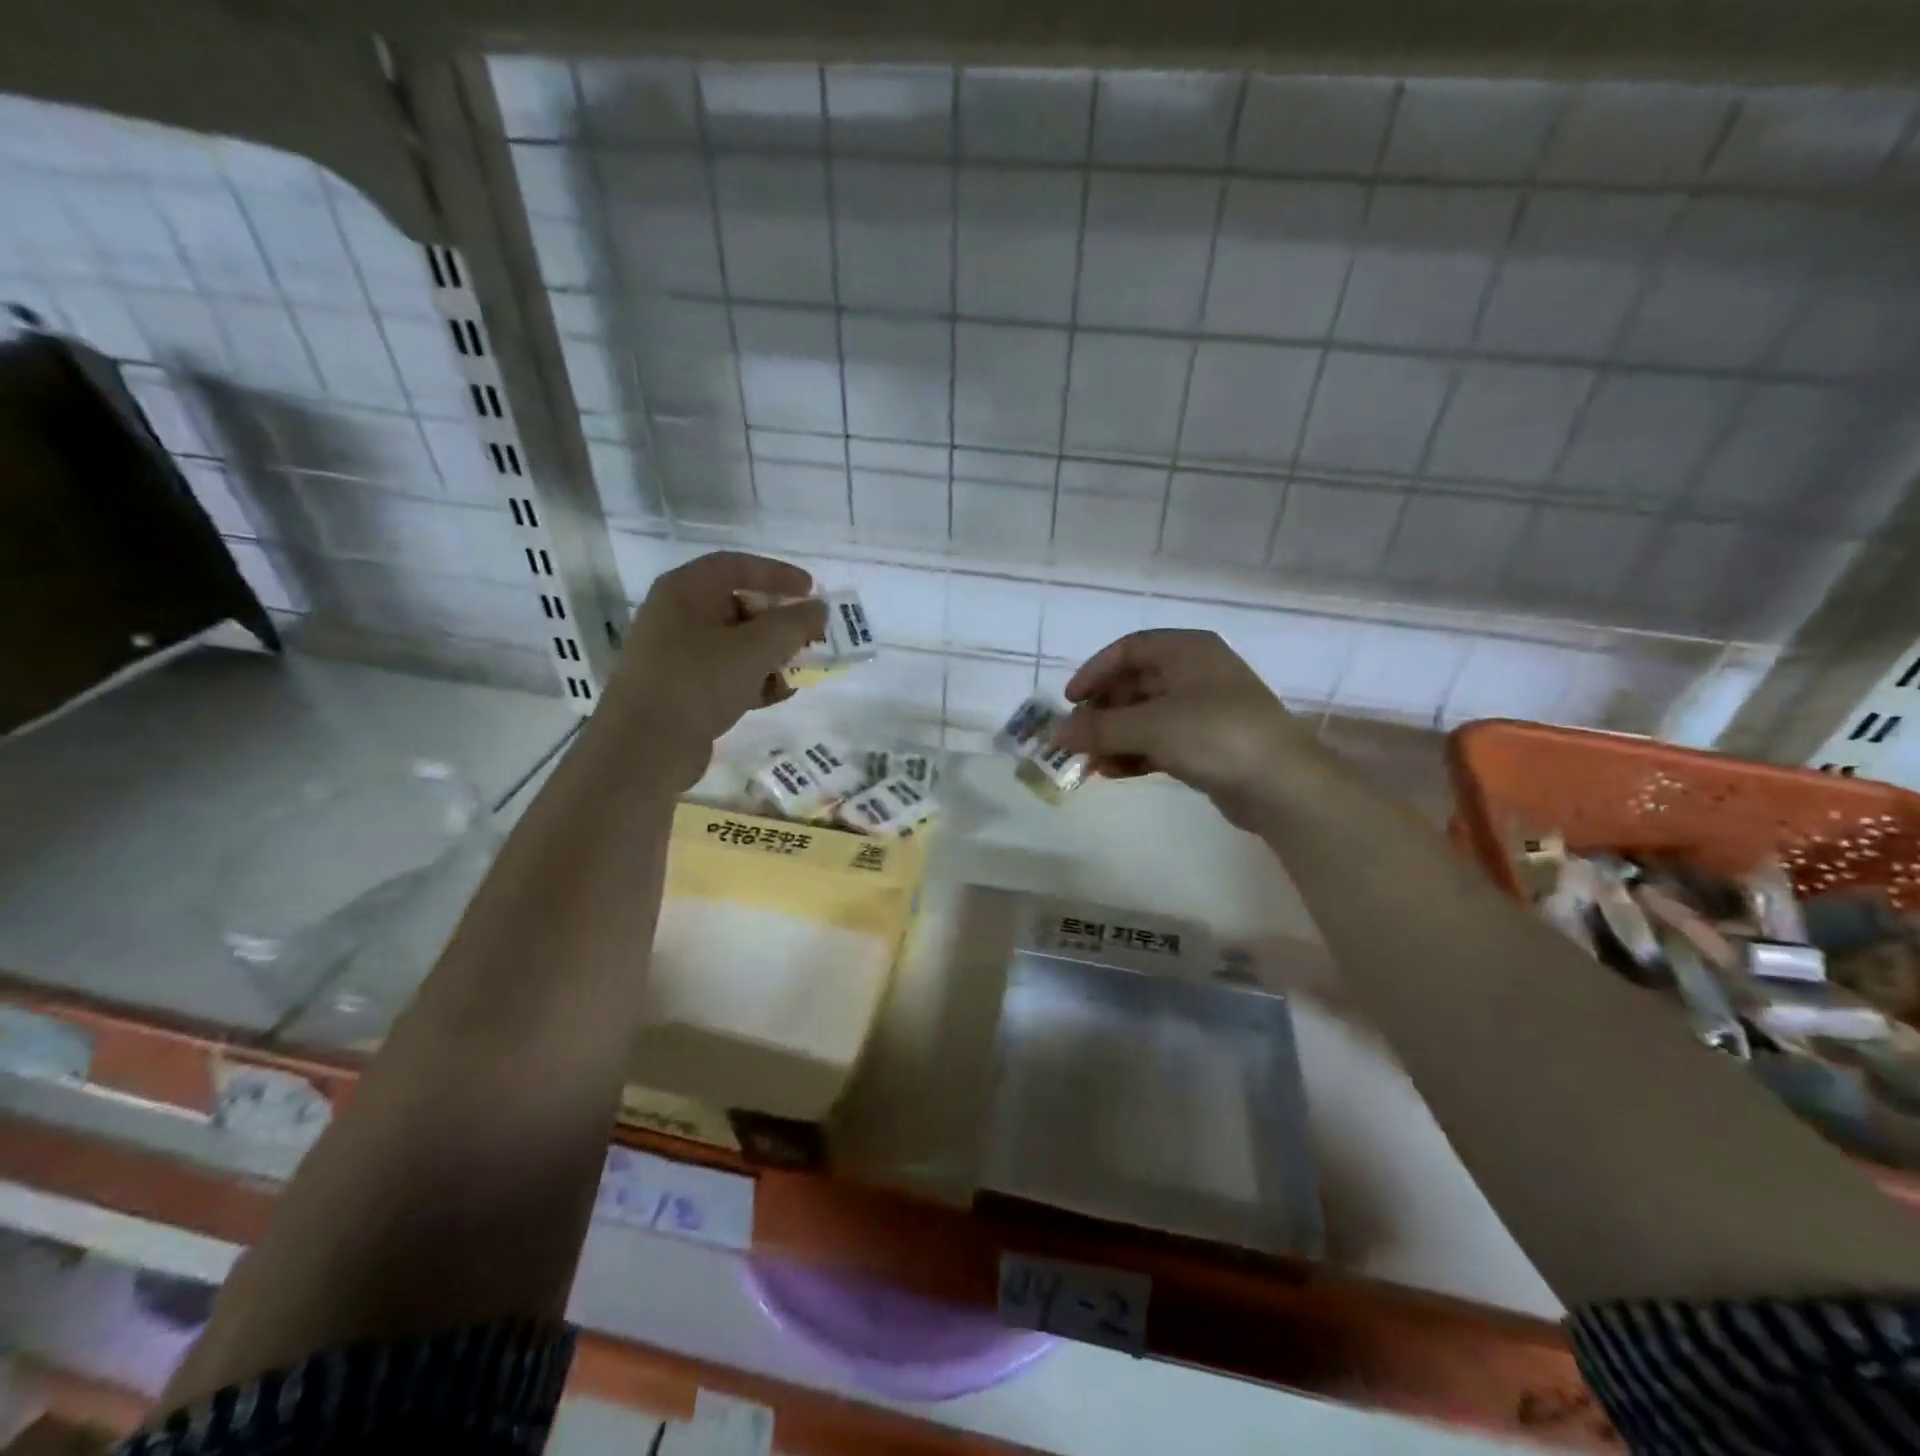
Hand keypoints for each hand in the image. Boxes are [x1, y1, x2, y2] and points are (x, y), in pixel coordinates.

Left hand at [604, 552, 826, 789]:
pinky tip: (779, 694)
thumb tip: (818, 608)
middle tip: (810, 635)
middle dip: (779, 621)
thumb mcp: (756, 648)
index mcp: (685, 591)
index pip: (737, 565)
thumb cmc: (699, 682)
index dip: (778, 573)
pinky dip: (754, 679)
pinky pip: (725, 673)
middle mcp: (676, 615)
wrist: (644, 748)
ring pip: (735, 643)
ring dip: (771, 653)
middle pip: (738, 605)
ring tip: (800, 669)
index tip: (811, 590)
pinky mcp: (681, 689)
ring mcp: (676, 654)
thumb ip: (793, 624)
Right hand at [1053, 629, 1320, 829]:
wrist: (1282, 784)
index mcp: (1187, 651)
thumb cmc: (1214, 735)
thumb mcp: (1149, 726)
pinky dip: (1135, 754)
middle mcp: (1196, 673)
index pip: (1128, 650)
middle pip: (1135, 685)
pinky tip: (1112, 774)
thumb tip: (1054, 732)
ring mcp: (1204, 710)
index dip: (1094, 672)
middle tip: (1075, 737)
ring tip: (1088, 762)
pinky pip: (1161, 741)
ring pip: (1146, 717)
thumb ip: (1098, 728)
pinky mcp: (1209, 744)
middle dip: (1101, 713)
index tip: (1069, 701)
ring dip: (1114, 737)